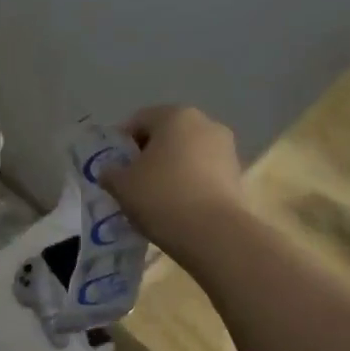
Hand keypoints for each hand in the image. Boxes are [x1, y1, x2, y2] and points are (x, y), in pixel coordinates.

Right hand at [101, 105, 245, 263]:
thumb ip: (111, 172)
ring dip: (170, 170)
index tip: (112, 168)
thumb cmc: (162, 197)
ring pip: (187, 155)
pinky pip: (204, 174)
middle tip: (131, 183)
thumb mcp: (122, 185)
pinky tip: (178, 208)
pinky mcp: (238, 176)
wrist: (215, 234)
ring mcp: (226, 150)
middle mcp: (206, 124)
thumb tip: (111, 171)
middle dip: (148, 155)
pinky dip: (189, 184)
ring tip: (155, 199)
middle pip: (167, 135)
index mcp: (175, 116)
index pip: (139, 120)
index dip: (121, 143)